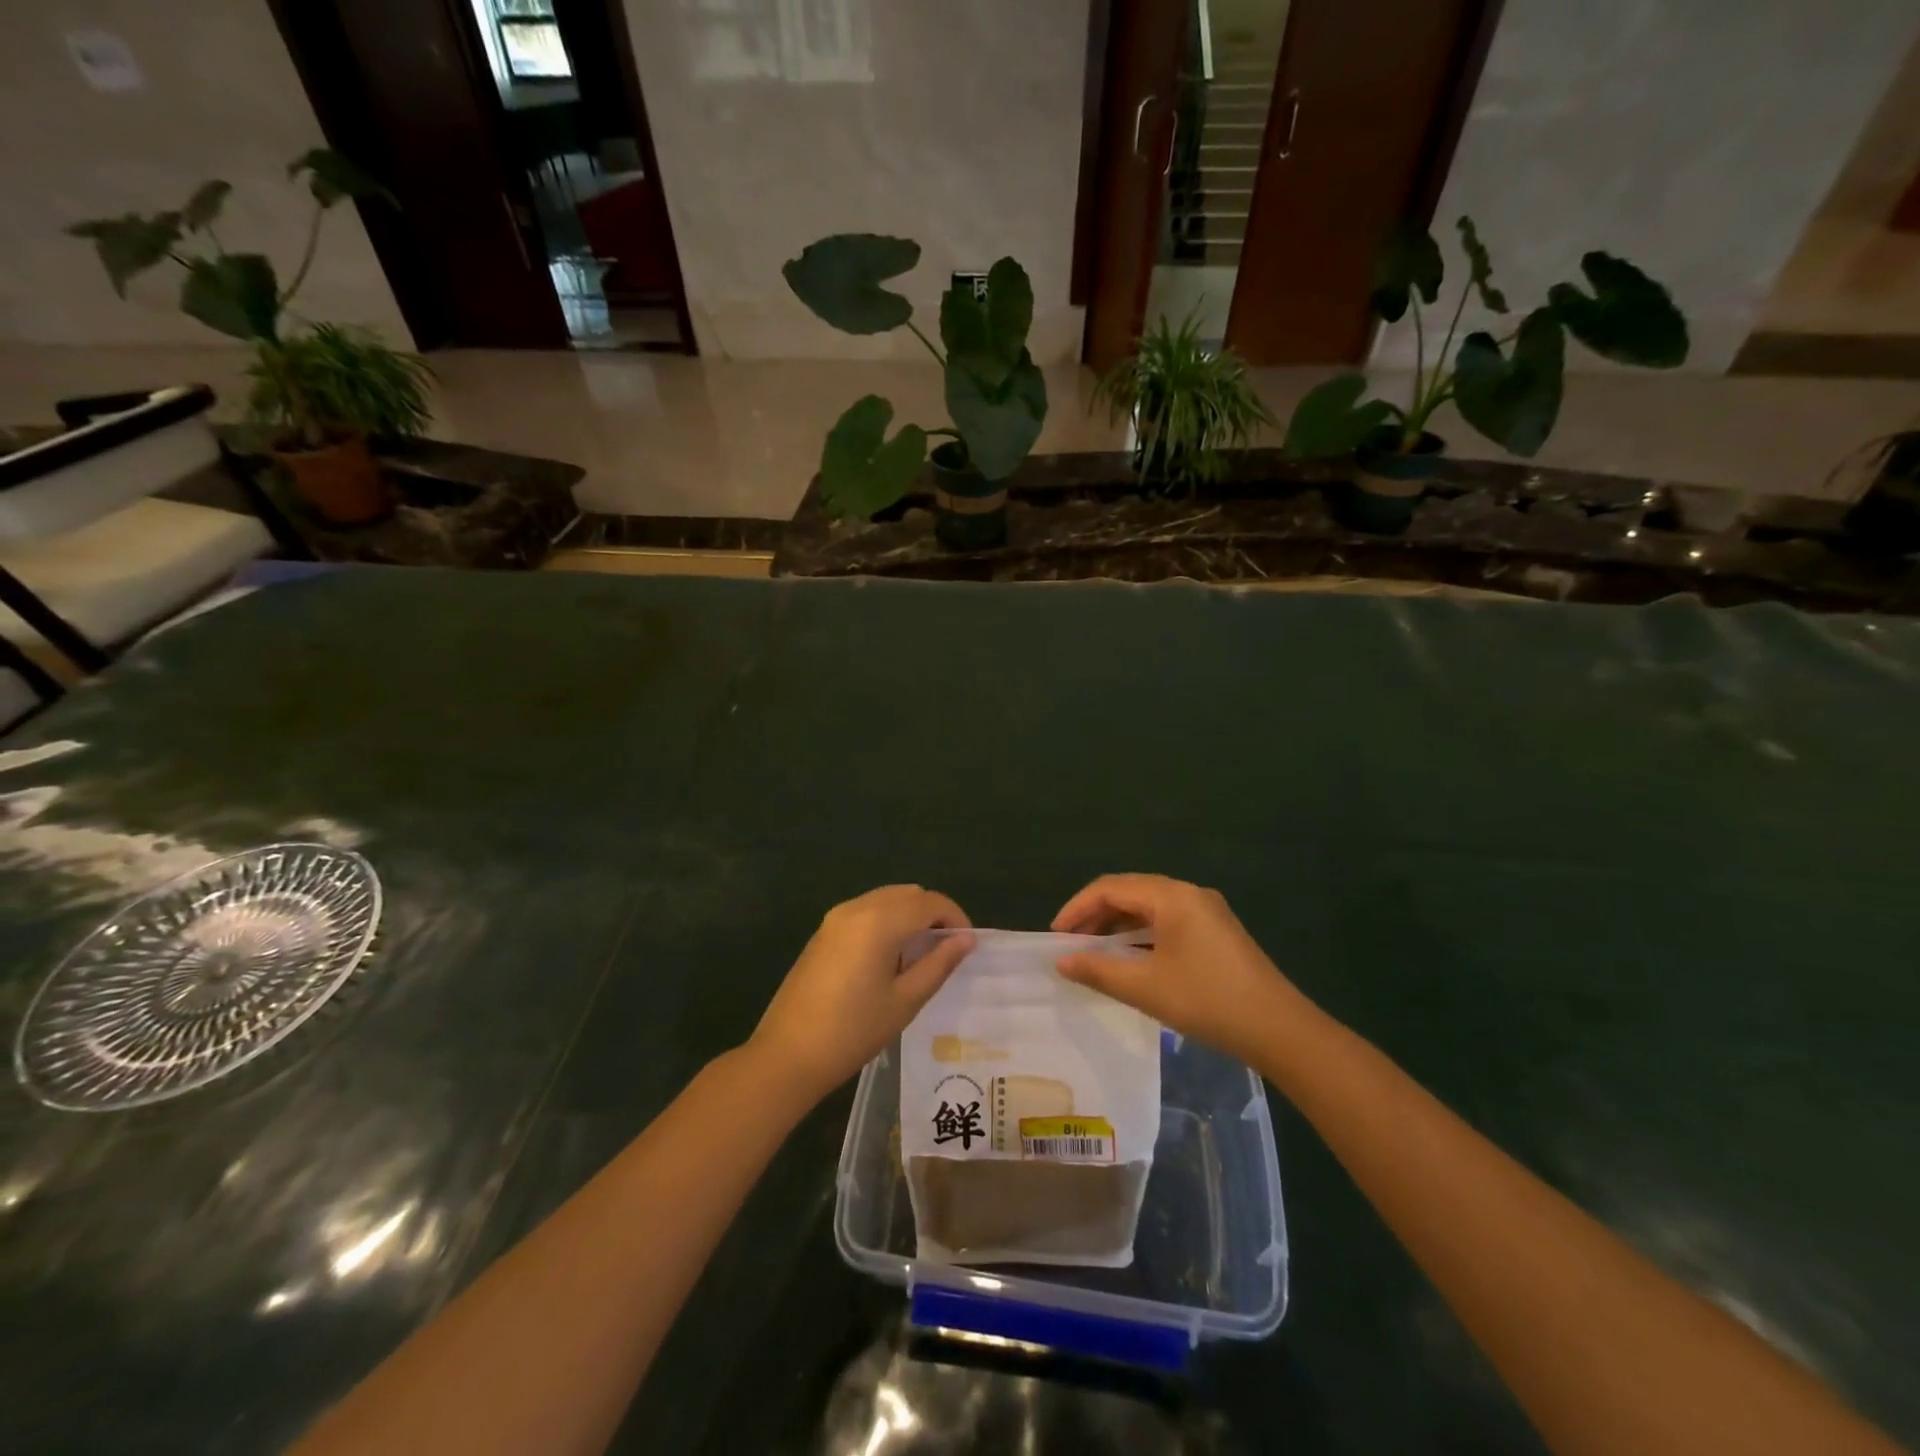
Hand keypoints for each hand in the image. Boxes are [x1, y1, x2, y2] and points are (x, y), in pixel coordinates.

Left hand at [749, 886, 973, 1102]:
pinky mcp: (824, 931)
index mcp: (880, 921)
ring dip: (910, 916)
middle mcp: (858, 907)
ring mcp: (836, 917)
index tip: (966, 946)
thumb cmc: (853, 1030)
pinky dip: (887, 921)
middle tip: (946, 950)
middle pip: (908, 894)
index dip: (955, 918)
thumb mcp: (905, 1000)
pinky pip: (866, 911)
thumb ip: (939, 963)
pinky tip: (889, 958)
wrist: (787, 1054)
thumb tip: (966, 939)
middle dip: (933, 914)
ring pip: (887, 899)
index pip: (930, 902)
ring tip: (920, 956)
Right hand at [1052, 874, 1302, 1065]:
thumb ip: (1099, 970)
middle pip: (1130, 892)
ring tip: (1094, 952)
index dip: (1077, 908)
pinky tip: (1130, 958)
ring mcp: (1206, 911)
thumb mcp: (1146, 987)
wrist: (1280, 1030)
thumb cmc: (1208, 1001)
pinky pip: (1167, 921)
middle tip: (1071, 944)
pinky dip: (1141, 934)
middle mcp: (1188, 893)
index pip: (1111, 888)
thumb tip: (1061, 961)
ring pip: (1149, 907)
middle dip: (1096, 915)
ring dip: (1118, 925)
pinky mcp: (1215, 931)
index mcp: (1171, 896)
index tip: (1055, 936)